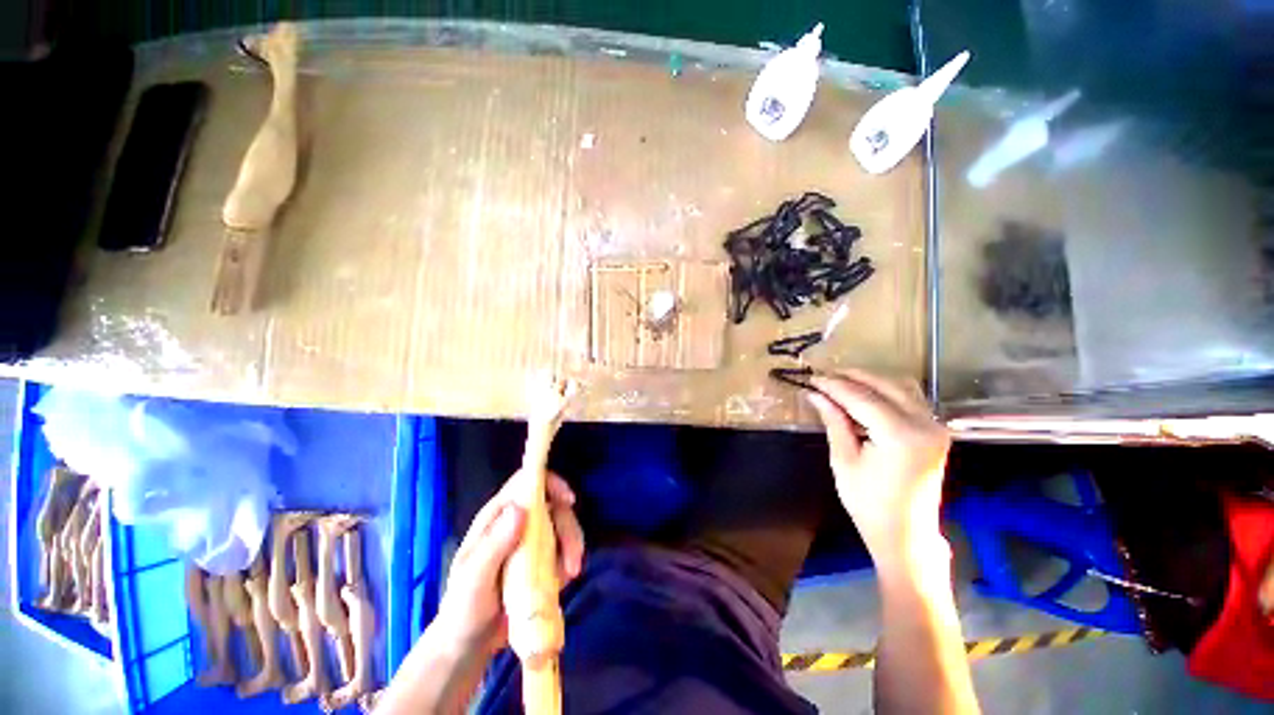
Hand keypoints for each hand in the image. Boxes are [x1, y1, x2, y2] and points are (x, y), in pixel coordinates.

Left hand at [434, 471, 584, 656]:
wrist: (468, 645)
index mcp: (496, 518)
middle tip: (574, 556)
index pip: (525, 483)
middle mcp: (517, 523)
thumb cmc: (463, 609)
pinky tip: (564, 581)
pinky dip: (570, 561)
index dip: (549, 483)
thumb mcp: (474, 580)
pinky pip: (564, 550)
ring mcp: (532, 541)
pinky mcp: (543, 560)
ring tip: (572, 574)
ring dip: (573, 544)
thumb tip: (521, 508)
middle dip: (568, 526)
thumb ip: (494, 545)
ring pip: (563, 525)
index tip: (568, 499)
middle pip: (553, 505)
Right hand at [806, 370, 951, 562]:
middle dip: (851, 377)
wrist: (906, 533)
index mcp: (901, 436)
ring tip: (840, 382)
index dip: (834, 385)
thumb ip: (834, 421)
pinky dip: (885, 391)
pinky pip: (910, 398)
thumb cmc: (868, 503)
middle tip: (823, 376)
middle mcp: (925, 425)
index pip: (862, 398)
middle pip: (885, 385)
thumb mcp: (843, 460)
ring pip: (900, 387)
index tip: (811, 378)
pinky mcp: (935, 431)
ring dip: (869, 381)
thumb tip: (816, 394)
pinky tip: (864, 396)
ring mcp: (935, 427)